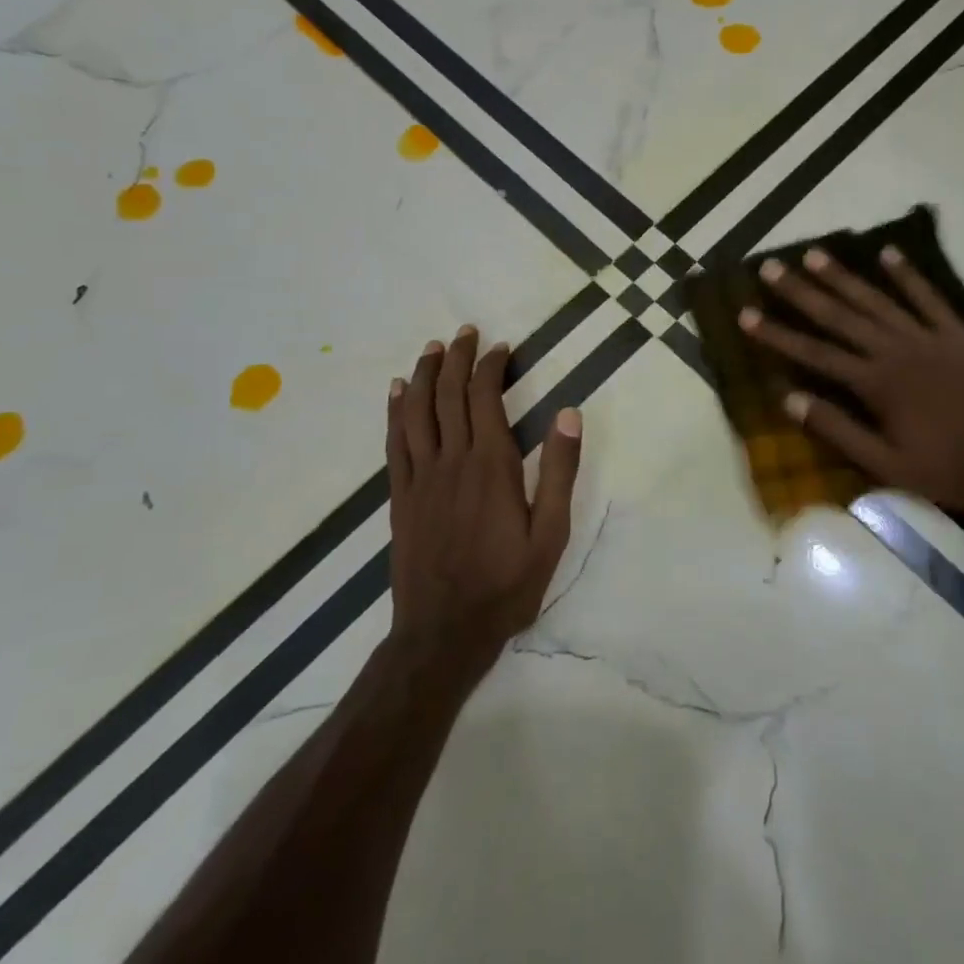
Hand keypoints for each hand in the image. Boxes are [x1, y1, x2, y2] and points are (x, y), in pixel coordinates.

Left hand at [386, 326, 583, 672]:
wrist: (443, 632)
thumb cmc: (507, 584)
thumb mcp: (551, 534)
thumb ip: (559, 471)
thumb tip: (568, 413)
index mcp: (491, 465)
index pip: (485, 398)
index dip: (489, 367)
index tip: (500, 347)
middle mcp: (452, 461)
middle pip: (447, 395)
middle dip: (456, 358)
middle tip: (464, 332)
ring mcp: (420, 477)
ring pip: (416, 412)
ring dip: (422, 375)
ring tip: (431, 348)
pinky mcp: (400, 496)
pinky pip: (394, 442)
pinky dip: (395, 411)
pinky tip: (395, 392)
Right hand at [741, 246, 963, 515]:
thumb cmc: (954, 469)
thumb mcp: (889, 465)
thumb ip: (839, 430)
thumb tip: (790, 400)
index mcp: (877, 384)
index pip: (814, 354)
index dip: (777, 335)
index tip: (746, 315)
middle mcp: (896, 350)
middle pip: (840, 316)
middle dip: (801, 292)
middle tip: (770, 268)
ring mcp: (929, 337)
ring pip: (877, 300)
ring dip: (843, 276)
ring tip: (814, 254)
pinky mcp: (958, 334)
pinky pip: (928, 297)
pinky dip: (907, 275)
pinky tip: (889, 254)